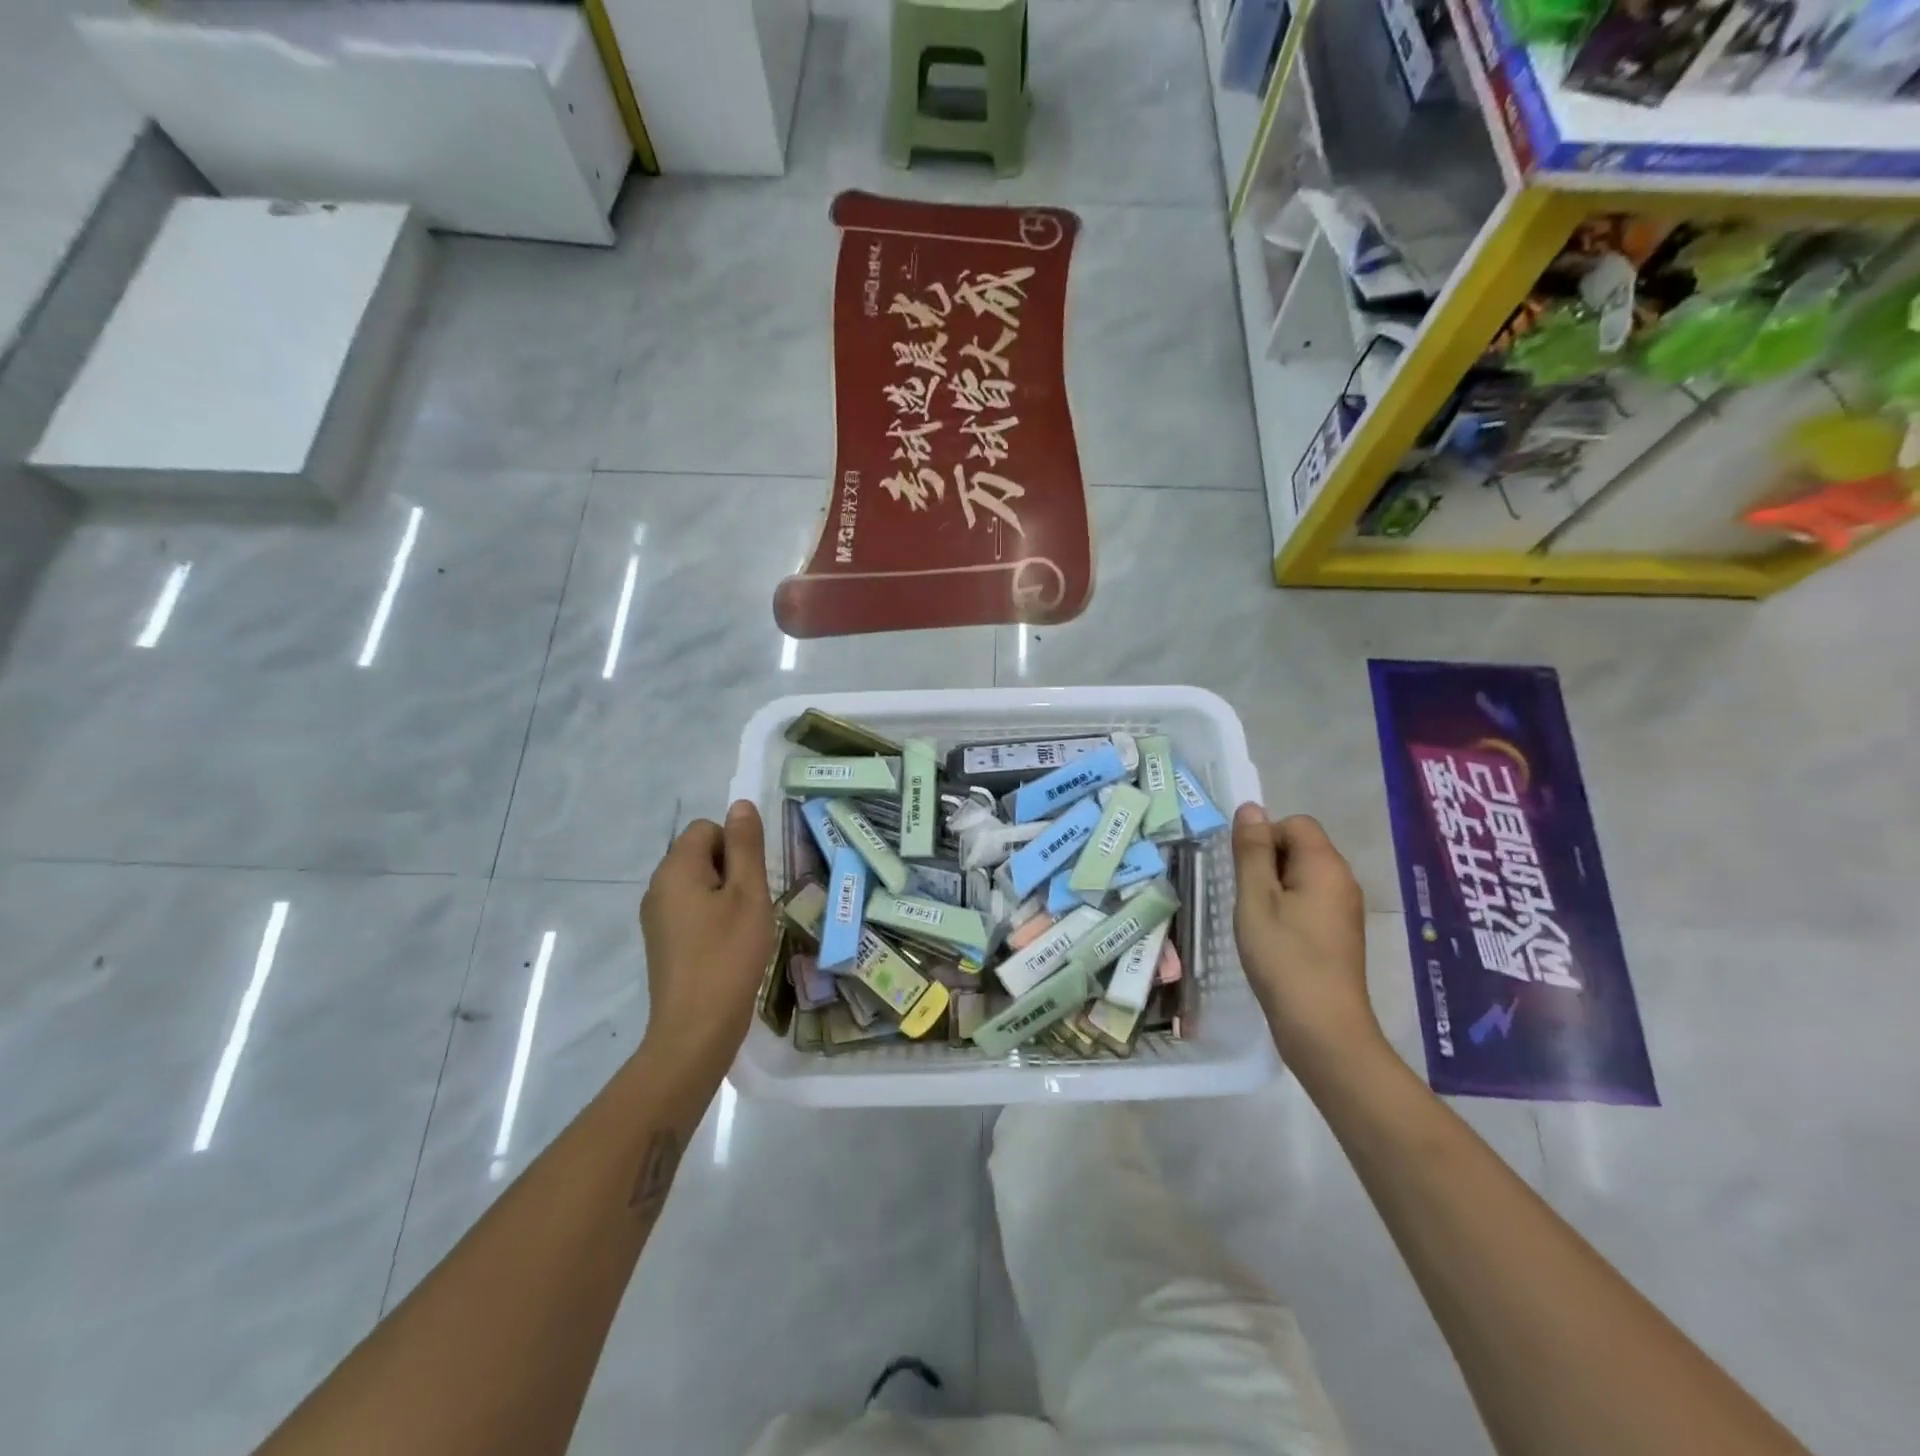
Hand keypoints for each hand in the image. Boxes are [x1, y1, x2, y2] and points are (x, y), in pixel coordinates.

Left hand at [639, 801, 775, 1064]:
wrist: (696, 1028)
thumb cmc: (729, 954)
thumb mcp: (749, 893)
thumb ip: (746, 845)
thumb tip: (739, 804)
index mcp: (675, 868)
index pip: (708, 828)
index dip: (736, 847)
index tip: (752, 882)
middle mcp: (657, 887)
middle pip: (701, 854)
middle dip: (732, 871)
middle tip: (752, 906)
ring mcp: (656, 917)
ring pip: (698, 884)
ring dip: (726, 896)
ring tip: (744, 929)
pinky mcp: (662, 942)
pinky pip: (691, 910)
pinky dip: (712, 919)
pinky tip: (728, 947)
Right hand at [1231, 805, 1381, 1071]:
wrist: (1323, 1027)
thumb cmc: (1283, 957)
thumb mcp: (1255, 898)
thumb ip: (1252, 851)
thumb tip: (1251, 808)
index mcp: (1325, 865)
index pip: (1295, 824)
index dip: (1264, 839)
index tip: (1246, 875)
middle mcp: (1343, 880)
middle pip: (1300, 847)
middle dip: (1268, 863)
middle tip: (1248, 899)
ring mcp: (1345, 909)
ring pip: (1302, 876)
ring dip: (1275, 888)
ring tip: (1257, 920)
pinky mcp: (1340, 933)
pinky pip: (1310, 901)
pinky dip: (1288, 909)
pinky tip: (1274, 939)